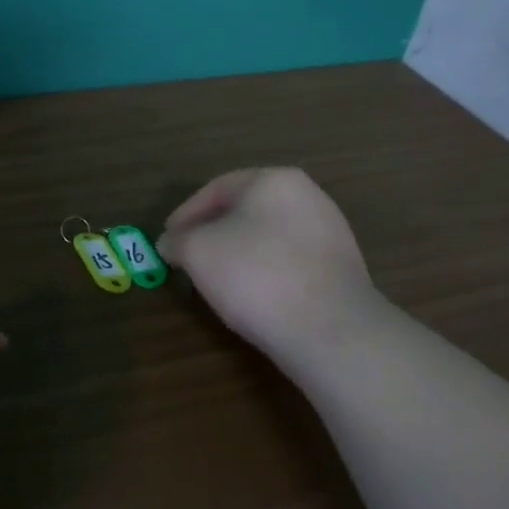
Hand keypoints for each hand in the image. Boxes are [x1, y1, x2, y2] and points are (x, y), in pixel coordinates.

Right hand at [157, 168, 383, 364]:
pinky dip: (265, 270)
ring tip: (216, 279)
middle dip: (212, 232)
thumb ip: (177, 240)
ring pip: (268, 235)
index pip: (216, 189)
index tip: (167, 240)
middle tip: (188, 257)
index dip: (185, 214)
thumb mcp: (198, 252)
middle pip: (244, 209)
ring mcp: (329, 230)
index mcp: (272, 180)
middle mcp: (306, 195)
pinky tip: (253, 295)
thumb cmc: (256, 275)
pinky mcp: (340, 266)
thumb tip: (170, 243)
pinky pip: (289, 260)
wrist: (330, 329)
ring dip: (238, 252)